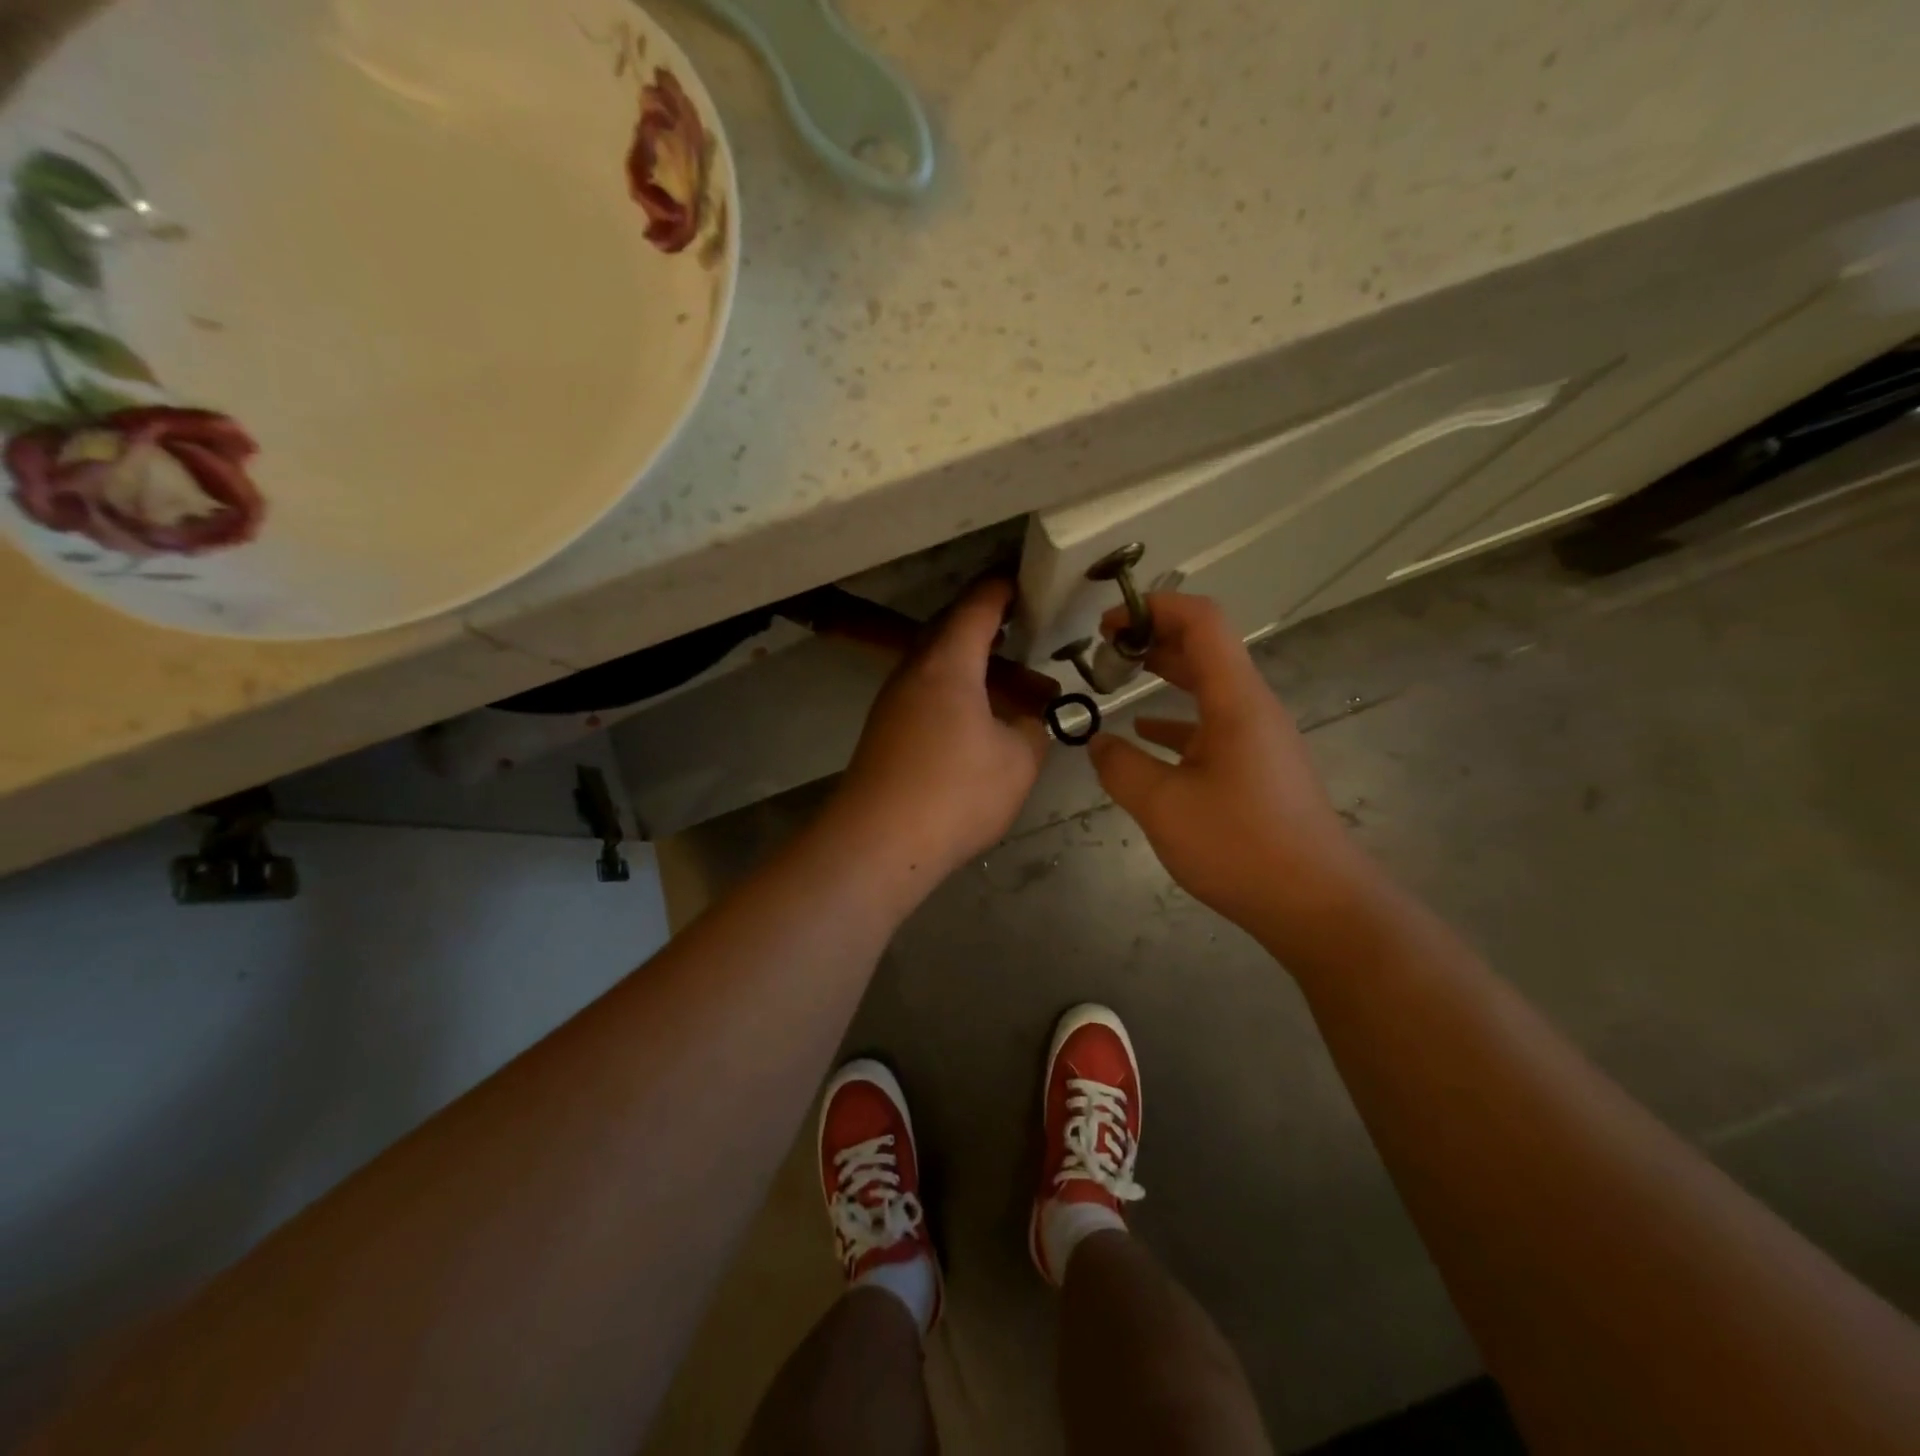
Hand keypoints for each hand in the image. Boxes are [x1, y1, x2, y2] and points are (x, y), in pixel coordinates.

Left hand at [828, 579, 1048, 878]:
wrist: (877, 844)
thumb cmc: (955, 793)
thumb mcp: (1017, 761)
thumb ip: (1033, 729)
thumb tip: (1031, 718)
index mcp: (948, 663)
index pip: (977, 606)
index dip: (1003, 588)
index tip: (1025, 580)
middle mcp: (914, 671)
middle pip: (951, 630)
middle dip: (988, 625)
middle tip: (1024, 627)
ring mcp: (894, 702)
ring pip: (939, 665)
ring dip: (975, 665)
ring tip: (1014, 681)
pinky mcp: (886, 731)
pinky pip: (928, 693)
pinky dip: (958, 692)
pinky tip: (980, 719)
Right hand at [1087, 593, 1383, 945]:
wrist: (1316, 904)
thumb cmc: (1240, 846)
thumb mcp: (1163, 806)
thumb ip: (1121, 768)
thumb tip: (1097, 744)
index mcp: (1236, 701)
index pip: (1201, 622)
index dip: (1154, 607)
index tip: (1108, 623)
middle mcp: (1251, 708)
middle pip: (1204, 648)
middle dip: (1153, 637)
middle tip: (1104, 648)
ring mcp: (1257, 738)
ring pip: (1207, 687)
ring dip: (1164, 675)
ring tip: (1117, 679)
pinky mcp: (1256, 767)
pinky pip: (1211, 725)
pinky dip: (1175, 719)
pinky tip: (1143, 735)